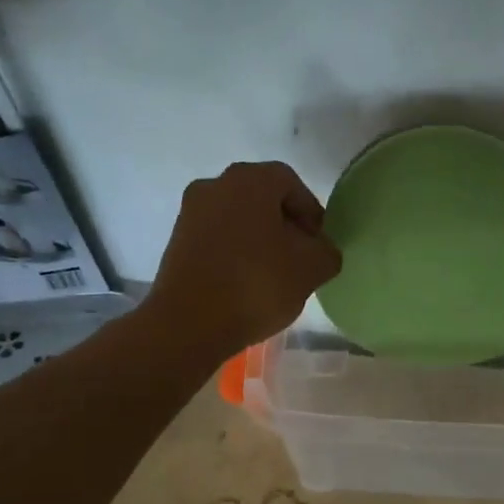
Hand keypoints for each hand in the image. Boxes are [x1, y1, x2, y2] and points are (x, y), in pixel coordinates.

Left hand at [147, 161, 341, 360]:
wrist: (189, 323)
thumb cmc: (256, 284)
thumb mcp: (312, 268)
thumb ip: (327, 252)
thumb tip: (320, 250)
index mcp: (250, 180)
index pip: (291, 183)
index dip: (311, 212)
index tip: (319, 244)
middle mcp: (215, 185)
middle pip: (262, 198)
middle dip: (285, 225)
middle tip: (301, 258)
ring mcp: (190, 213)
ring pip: (238, 219)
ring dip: (259, 240)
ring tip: (274, 275)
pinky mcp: (176, 242)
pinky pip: (217, 239)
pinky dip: (235, 253)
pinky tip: (246, 284)